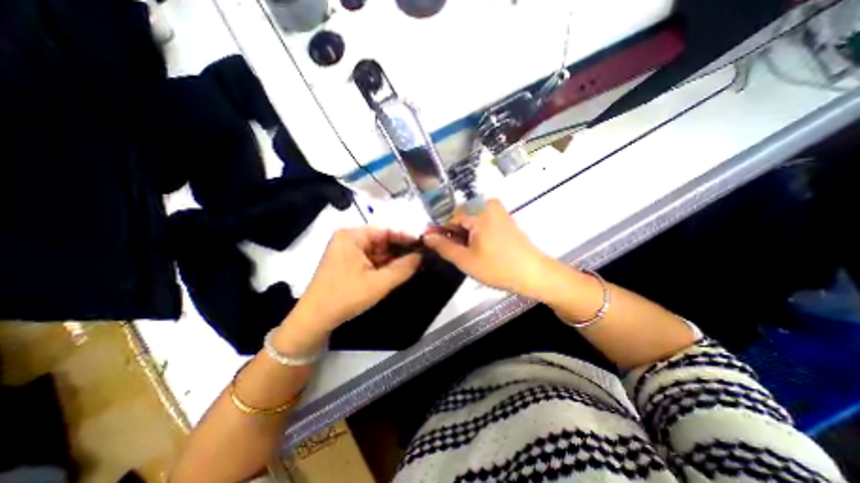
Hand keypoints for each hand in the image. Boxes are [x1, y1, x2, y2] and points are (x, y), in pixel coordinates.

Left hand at [277, 228, 422, 349]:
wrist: (315, 320)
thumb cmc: (345, 296)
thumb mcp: (379, 283)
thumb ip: (403, 268)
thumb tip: (421, 256)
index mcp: (352, 236)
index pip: (385, 230)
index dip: (406, 237)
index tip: (423, 244)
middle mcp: (349, 239)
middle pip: (381, 240)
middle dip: (400, 249)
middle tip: (421, 256)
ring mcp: (347, 252)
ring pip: (377, 251)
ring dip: (393, 259)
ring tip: (414, 263)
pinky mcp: (347, 263)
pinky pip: (370, 260)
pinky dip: (384, 265)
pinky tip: (398, 270)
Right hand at [422, 197, 549, 298]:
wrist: (534, 274)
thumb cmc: (498, 267)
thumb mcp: (466, 260)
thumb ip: (443, 246)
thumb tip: (426, 236)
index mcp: (479, 211)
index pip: (450, 216)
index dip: (439, 230)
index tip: (432, 243)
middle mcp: (489, 205)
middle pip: (461, 217)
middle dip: (453, 234)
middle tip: (453, 253)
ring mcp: (499, 212)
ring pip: (471, 221)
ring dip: (464, 236)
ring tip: (466, 254)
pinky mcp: (505, 219)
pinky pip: (482, 223)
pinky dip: (476, 235)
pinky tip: (478, 249)